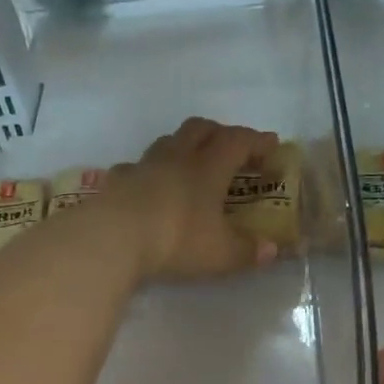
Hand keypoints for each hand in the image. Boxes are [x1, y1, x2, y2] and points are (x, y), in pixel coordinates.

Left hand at [99, 117, 282, 282]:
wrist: (111, 239)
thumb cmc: (176, 241)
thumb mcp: (220, 254)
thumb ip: (247, 251)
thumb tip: (272, 250)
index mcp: (207, 168)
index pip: (238, 141)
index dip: (257, 141)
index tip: (271, 147)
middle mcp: (176, 158)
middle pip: (200, 128)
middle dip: (219, 133)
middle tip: (230, 149)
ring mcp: (142, 167)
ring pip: (167, 142)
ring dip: (183, 147)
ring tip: (190, 167)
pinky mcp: (116, 182)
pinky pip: (136, 168)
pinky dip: (149, 173)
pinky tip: (149, 188)